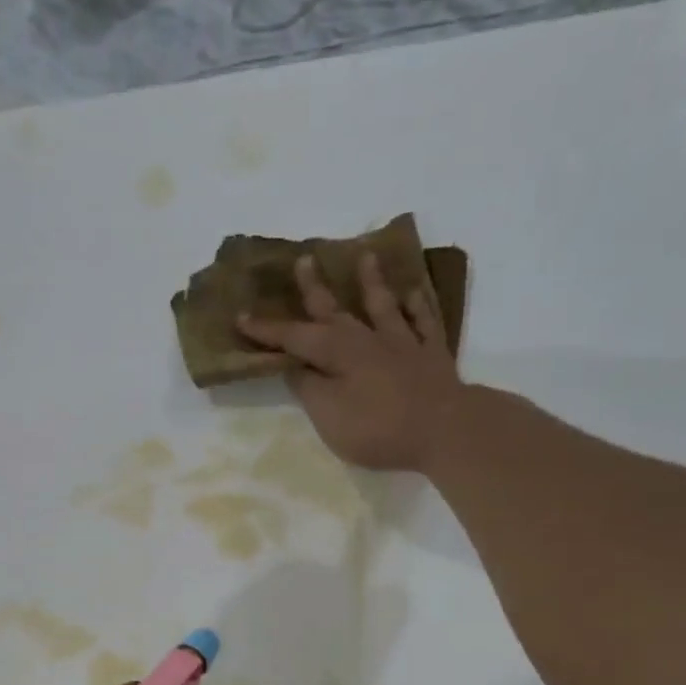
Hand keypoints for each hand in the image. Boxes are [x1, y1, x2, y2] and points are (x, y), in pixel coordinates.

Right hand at [235, 252, 463, 473]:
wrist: (444, 429)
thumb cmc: (378, 427)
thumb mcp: (328, 415)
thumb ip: (309, 388)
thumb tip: (294, 366)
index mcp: (337, 353)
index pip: (293, 338)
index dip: (267, 330)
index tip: (241, 317)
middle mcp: (367, 339)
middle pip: (335, 310)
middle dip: (315, 288)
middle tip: (303, 260)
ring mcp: (403, 343)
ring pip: (383, 305)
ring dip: (371, 281)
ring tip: (365, 255)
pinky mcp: (432, 354)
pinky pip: (424, 321)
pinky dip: (418, 305)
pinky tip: (414, 292)